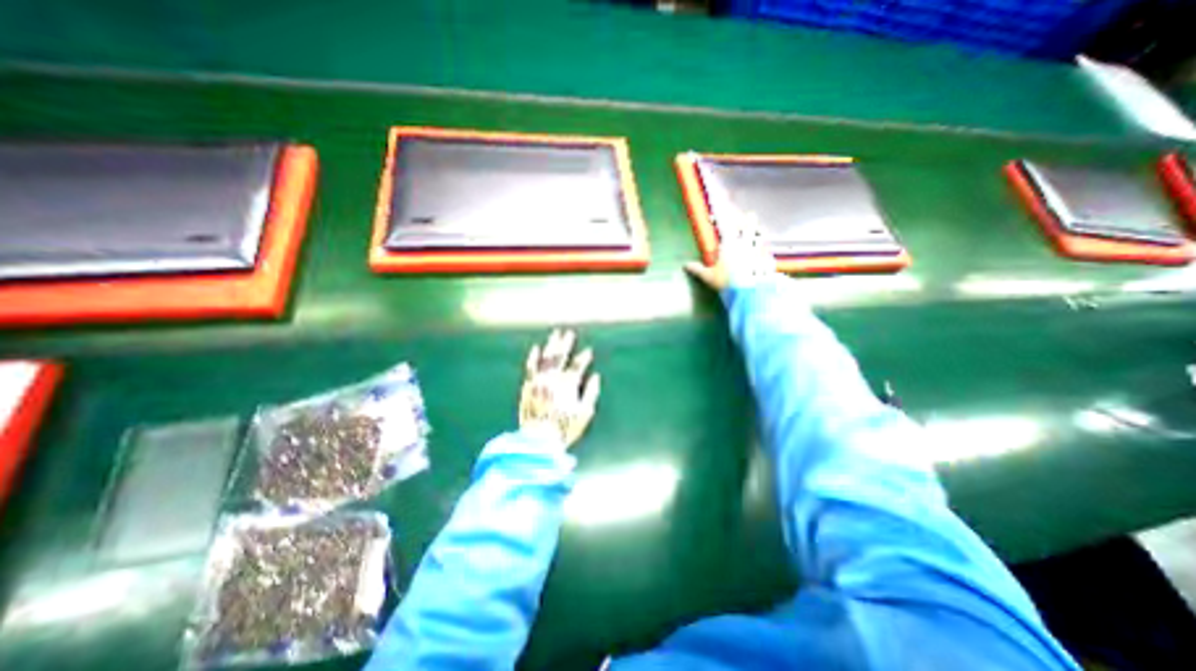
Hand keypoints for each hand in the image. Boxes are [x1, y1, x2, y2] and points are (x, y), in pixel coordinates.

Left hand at [521, 329, 601, 447]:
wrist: (538, 440)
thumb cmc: (564, 428)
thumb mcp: (584, 413)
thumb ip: (591, 393)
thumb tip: (596, 376)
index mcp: (568, 385)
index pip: (578, 366)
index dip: (584, 358)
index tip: (589, 351)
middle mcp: (553, 379)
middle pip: (560, 357)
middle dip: (566, 344)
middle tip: (569, 332)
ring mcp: (539, 381)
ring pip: (546, 358)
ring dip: (551, 345)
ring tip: (555, 334)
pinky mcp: (528, 387)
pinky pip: (531, 368)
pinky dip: (534, 357)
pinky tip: (536, 348)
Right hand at [682, 210, 775, 289]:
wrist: (750, 293)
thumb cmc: (726, 282)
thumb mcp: (708, 277)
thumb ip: (698, 269)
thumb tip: (686, 265)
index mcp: (730, 244)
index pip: (725, 223)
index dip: (722, 213)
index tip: (720, 206)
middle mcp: (745, 242)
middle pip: (749, 224)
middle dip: (748, 219)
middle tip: (749, 214)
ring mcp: (759, 249)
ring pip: (760, 234)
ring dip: (758, 231)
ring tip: (758, 231)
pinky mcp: (768, 259)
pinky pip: (767, 249)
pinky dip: (764, 248)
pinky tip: (763, 252)